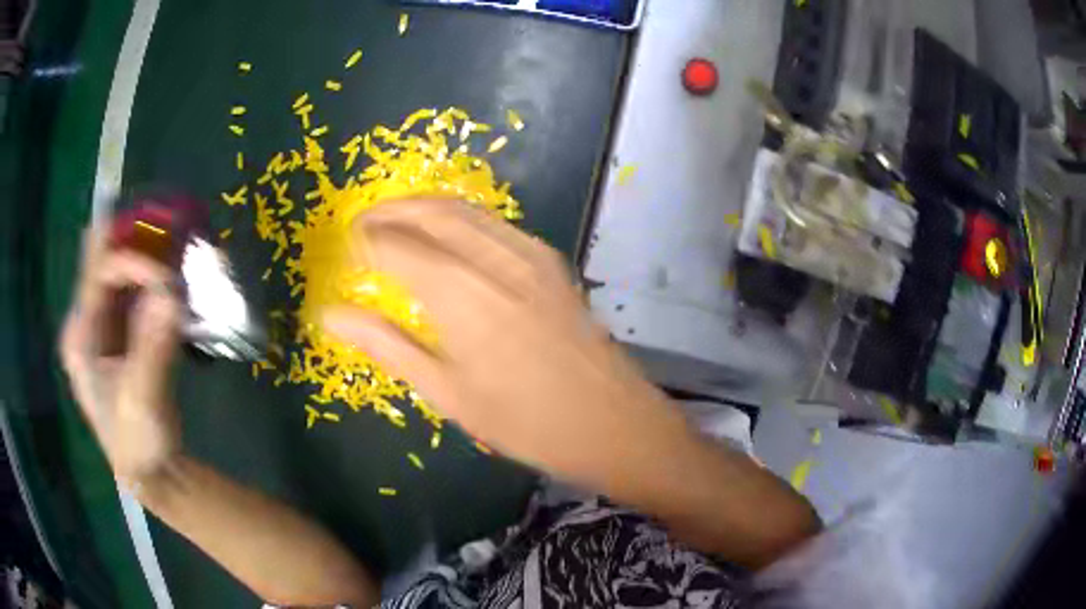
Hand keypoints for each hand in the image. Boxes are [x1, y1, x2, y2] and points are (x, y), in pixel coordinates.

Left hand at [60, 230, 183, 485]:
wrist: (148, 472)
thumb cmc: (137, 444)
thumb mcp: (142, 401)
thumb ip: (152, 348)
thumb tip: (171, 294)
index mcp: (80, 337)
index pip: (99, 274)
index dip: (131, 262)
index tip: (168, 277)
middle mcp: (86, 322)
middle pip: (106, 263)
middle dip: (137, 249)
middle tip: (173, 241)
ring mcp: (103, 327)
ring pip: (121, 274)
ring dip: (147, 261)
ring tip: (177, 257)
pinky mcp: (121, 334)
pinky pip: (134, 293)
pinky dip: (154, 282)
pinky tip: (173, 283)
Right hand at [324, 199, 692, 488]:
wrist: (612, 421)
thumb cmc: (525, 421)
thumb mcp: (447, 392)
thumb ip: (386, 345)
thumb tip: (330, 316)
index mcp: (460, 292)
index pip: (396, 245)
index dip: (366, 241)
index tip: (345, 249)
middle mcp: (493, 257)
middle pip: (431, 211)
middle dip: (391, 210)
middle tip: (364, 225)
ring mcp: (528, 253)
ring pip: (464, 209)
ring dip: (424, 208)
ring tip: (397, 225)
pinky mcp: (550, 260)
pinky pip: (494, 223)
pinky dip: (459, 219)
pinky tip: (448, 241)